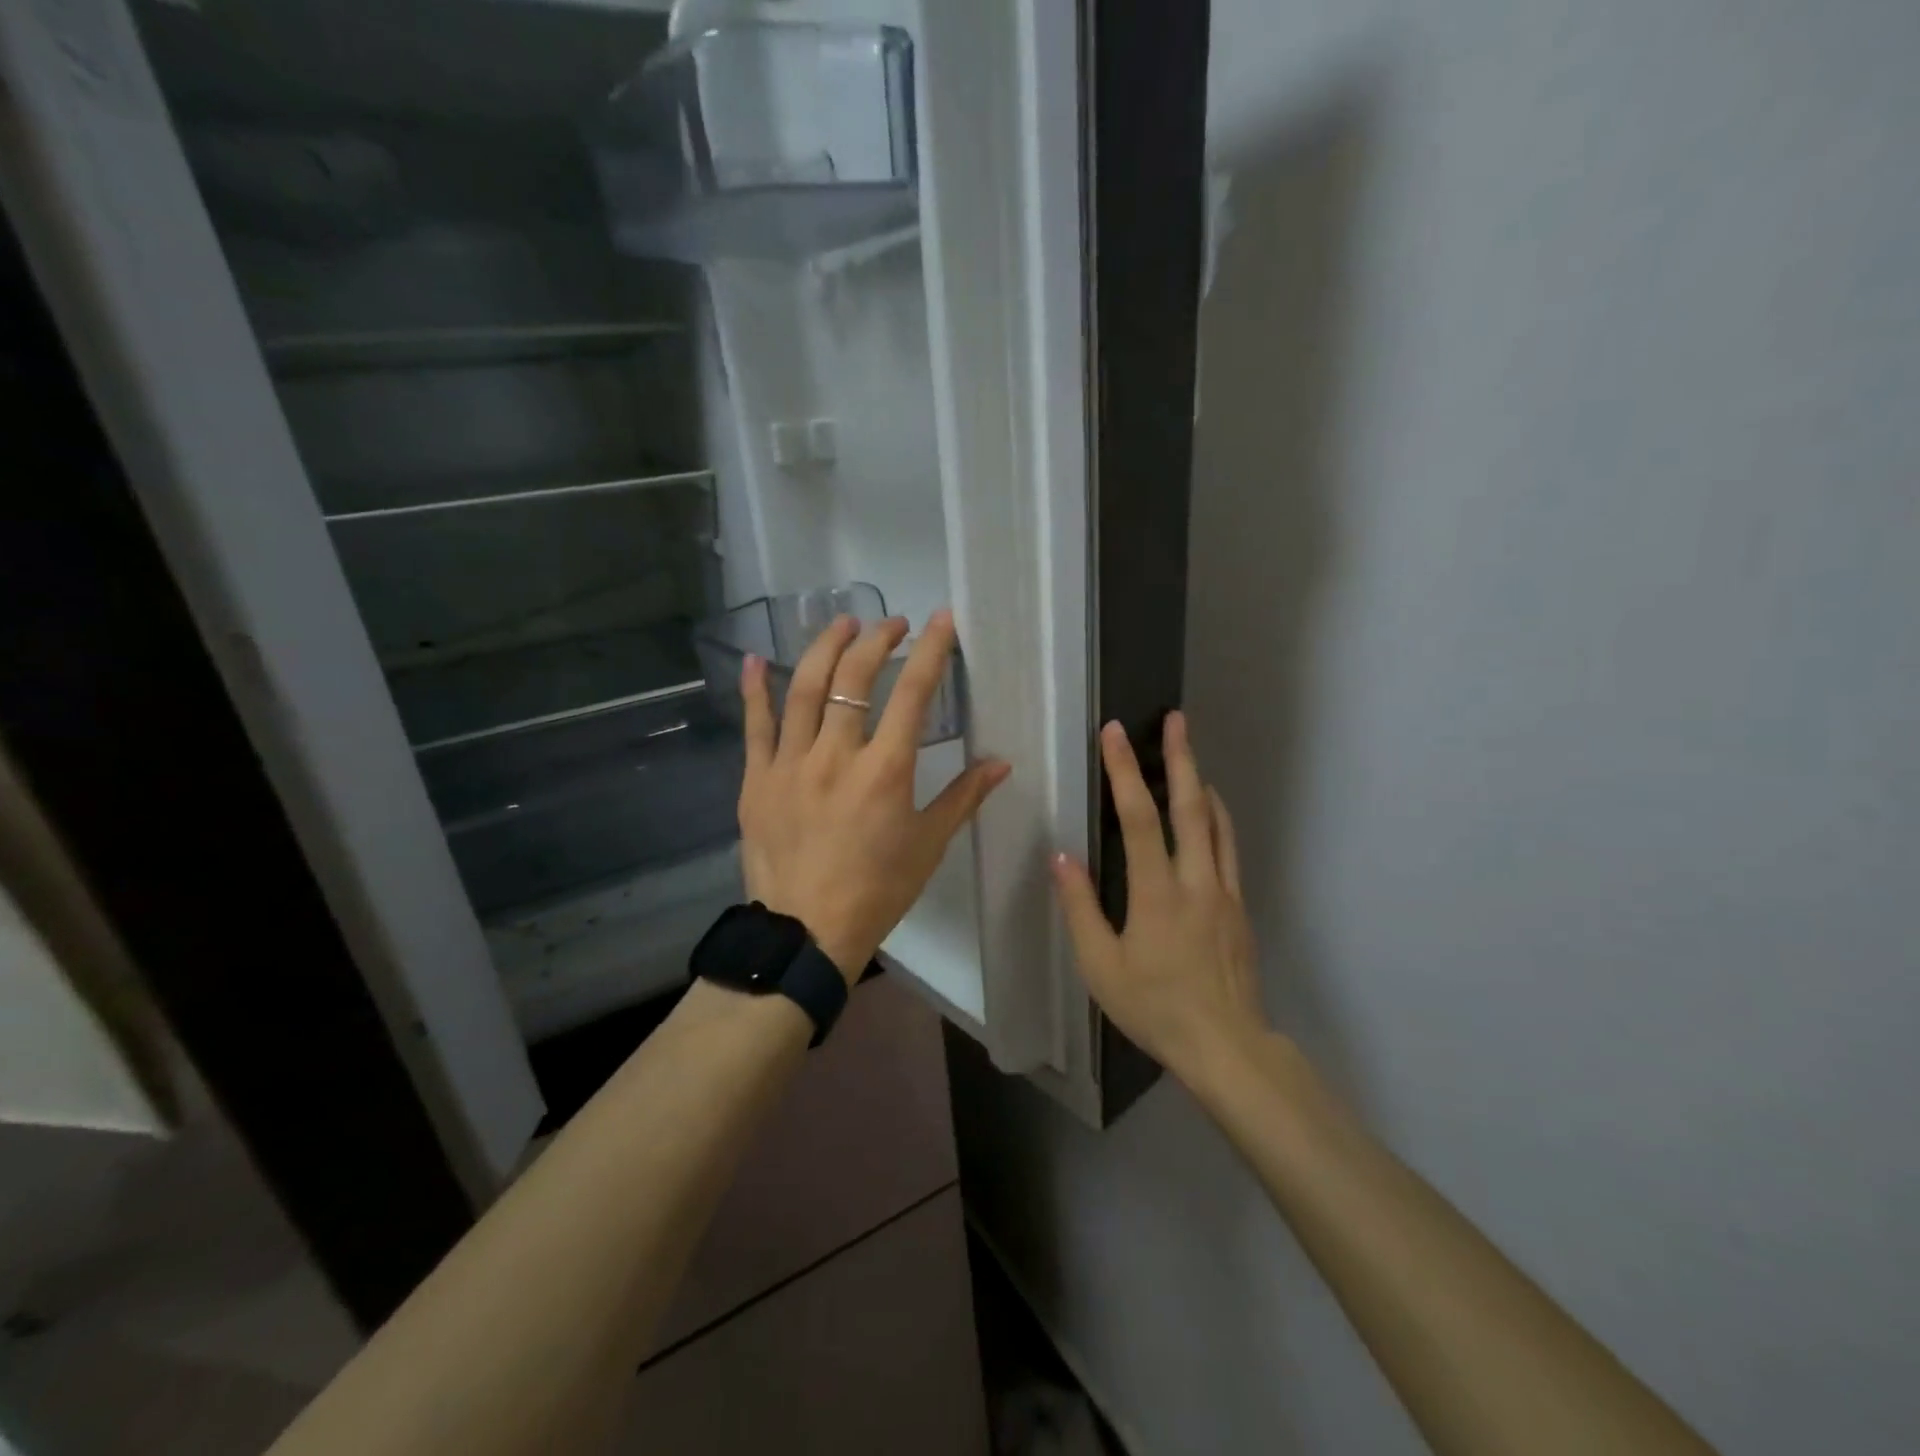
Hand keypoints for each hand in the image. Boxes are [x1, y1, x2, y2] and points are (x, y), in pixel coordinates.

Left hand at [737, 610, 1009, 983]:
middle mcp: (835, 755)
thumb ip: (963, 797)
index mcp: (885, 771)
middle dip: (877, 640)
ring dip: (825, 649)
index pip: (913, 694)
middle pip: (854, 679)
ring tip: (843, 624)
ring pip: (803, 689)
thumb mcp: (929, 845)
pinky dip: (754, 689)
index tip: (941, 621)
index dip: (931, 651)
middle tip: (892, 624)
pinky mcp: (756, 779)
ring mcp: (789, 764)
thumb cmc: (877, 890)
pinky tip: (754, 659)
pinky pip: (754, 725)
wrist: (805, 933)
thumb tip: (1001, 763)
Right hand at [1051, 712, 1268, 1078]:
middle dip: (1181, 757)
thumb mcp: (1101, 966)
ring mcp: (1224, 892)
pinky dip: (1218, 819)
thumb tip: (1062, 857)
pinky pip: (1228, 849)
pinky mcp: (1240, 907)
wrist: (1227, 1046)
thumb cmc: (1155, 1007)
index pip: (1139, 818)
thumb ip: (1080, 908)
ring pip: (1217, 823)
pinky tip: (1209, 815)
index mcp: (1157, 893)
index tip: (1114, 734)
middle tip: (1176, 719)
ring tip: (1190, 755)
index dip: (1124, 771)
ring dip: (1202, 782)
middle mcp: (1196, 880)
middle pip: (1191, 806)